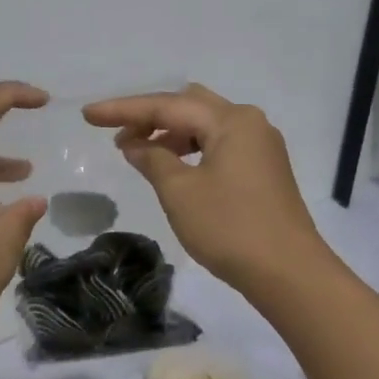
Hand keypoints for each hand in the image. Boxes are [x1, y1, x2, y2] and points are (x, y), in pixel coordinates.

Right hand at [82, 84, 324, 291]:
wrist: (289, 273)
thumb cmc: (230, 228)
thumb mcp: (180, 192)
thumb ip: (153, 159)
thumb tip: (135, 144)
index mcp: (231, 120)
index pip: (166, 106)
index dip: (123, 110)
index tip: (88, 114)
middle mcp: (248, 122)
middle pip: (188, 105)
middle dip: (149, 116)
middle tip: (116, 133)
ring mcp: (260, 145)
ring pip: (204, 125)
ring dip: (170, 134)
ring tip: (137, 152)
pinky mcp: (263, 168)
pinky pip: (218, 144)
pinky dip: (190, 149)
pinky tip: (170, 166)